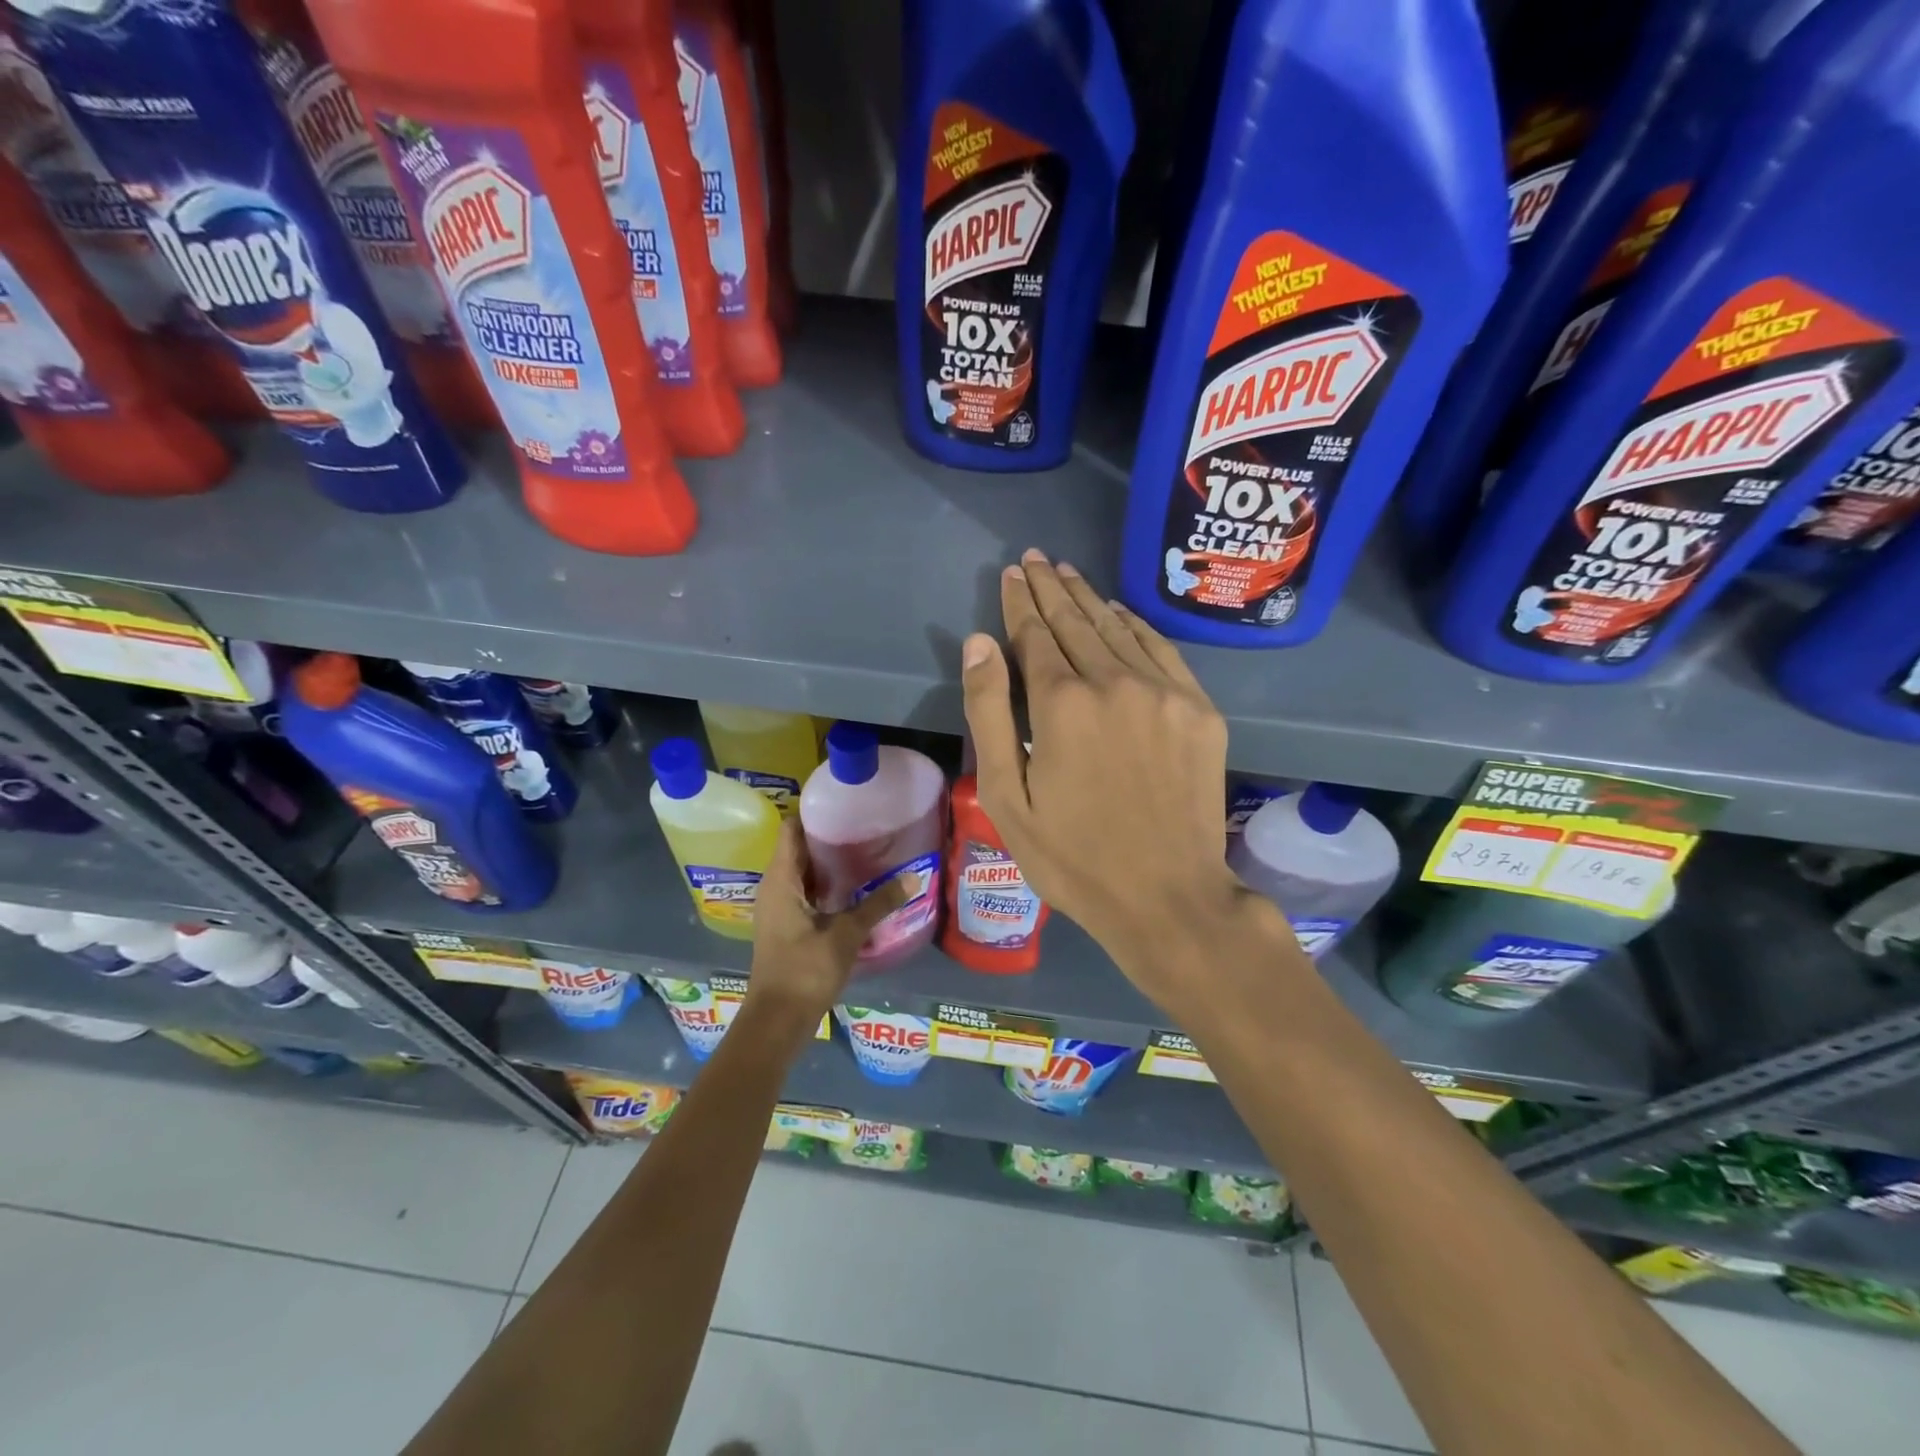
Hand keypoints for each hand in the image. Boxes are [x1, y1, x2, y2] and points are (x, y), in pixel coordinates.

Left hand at [743, 818, 907, 1041]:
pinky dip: (827, 885)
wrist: (777, 1021)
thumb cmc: (805, 971)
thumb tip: (914, 876)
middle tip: (866, 825)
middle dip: (829, 836)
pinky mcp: (787, 925)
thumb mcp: (846, 935)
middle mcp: (775, 887)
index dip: (815, 813)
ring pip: (804, 872)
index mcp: (781, 880)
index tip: (847, 804)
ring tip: (866, 850)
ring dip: (830, 862)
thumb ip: (879, 904)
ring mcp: (779, 907)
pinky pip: (806, 891)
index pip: (792, 829)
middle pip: (799, 848)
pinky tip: (856, 887)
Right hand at [961, 549, 1256, 1010]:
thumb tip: (979, 643)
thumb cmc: (1073, 858)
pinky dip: (1136, 626)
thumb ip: (990, 714)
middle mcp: (1115, 682)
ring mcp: (1165, 693)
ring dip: (1089, 599)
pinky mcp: (1200, 710)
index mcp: (1062, 704)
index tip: (1012, 573)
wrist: (1168, 897)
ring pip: (1118, 629)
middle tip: (1036, 557)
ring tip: (1068, 572)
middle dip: (1051, 587)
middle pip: (1076, 622)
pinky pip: (1162, 651)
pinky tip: (1119, 613)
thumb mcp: (1008, 797)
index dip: (1020, 603)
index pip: (1035, 635)